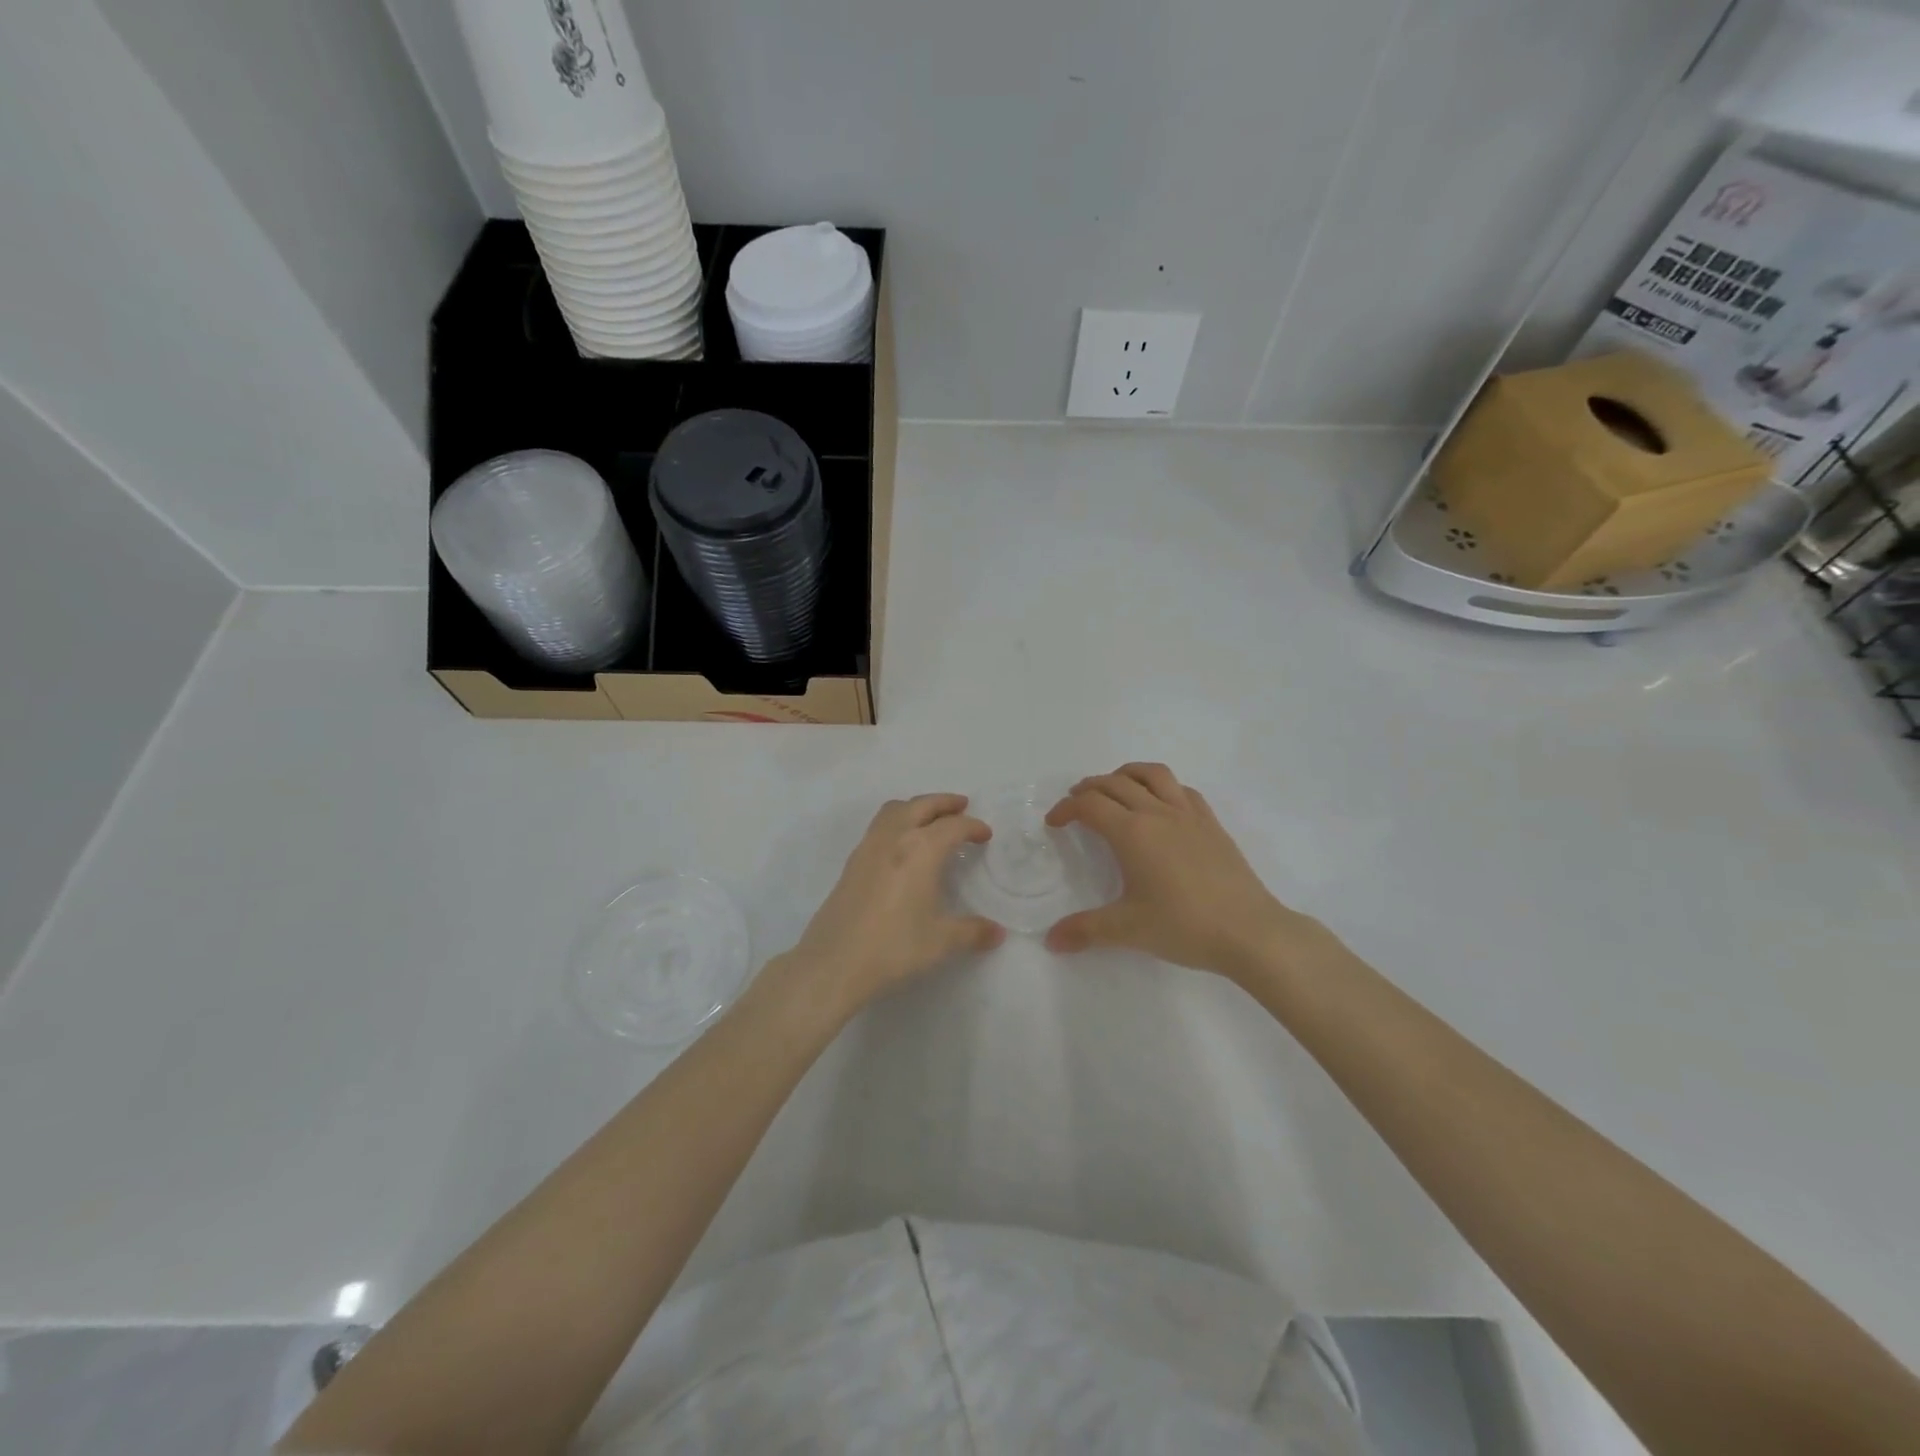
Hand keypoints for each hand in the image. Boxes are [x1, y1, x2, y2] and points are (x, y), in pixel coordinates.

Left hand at [783, 793, 1004, 1016]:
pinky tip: (902, 846)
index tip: (985, 835)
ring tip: (931, 819)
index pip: (953, 827)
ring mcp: (868, 848)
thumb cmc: (894, 947)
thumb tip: (998, 933)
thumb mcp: (941, 941)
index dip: (972, 827)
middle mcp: (894, 838)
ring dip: (916, 807)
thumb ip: (972, 932)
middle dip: (944, 802)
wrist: (834, 962)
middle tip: (962, 807)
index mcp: (920, 850)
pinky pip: (879, 827)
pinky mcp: (852, 863)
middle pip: (921, 805)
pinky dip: (897, 822)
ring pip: (894, 810)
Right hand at [1045, 764, 1323, 980]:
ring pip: (1152, 774)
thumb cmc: (1184, 926)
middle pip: (1115, 783)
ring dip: (1126, 774)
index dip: (1066, 809)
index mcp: (1132, 832)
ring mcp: (1189, 815)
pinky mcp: (1212, 824)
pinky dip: (1162, 786)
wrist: (1250, 931)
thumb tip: (1051, 941)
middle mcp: (1158, 813)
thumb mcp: (1128, 930)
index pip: (1090, 805)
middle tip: (1075, 803)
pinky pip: (1182, 790)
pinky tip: (1160, 804)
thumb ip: (1085, 930)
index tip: (1054, 823)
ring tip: (1114, 787)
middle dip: (1089, 788)